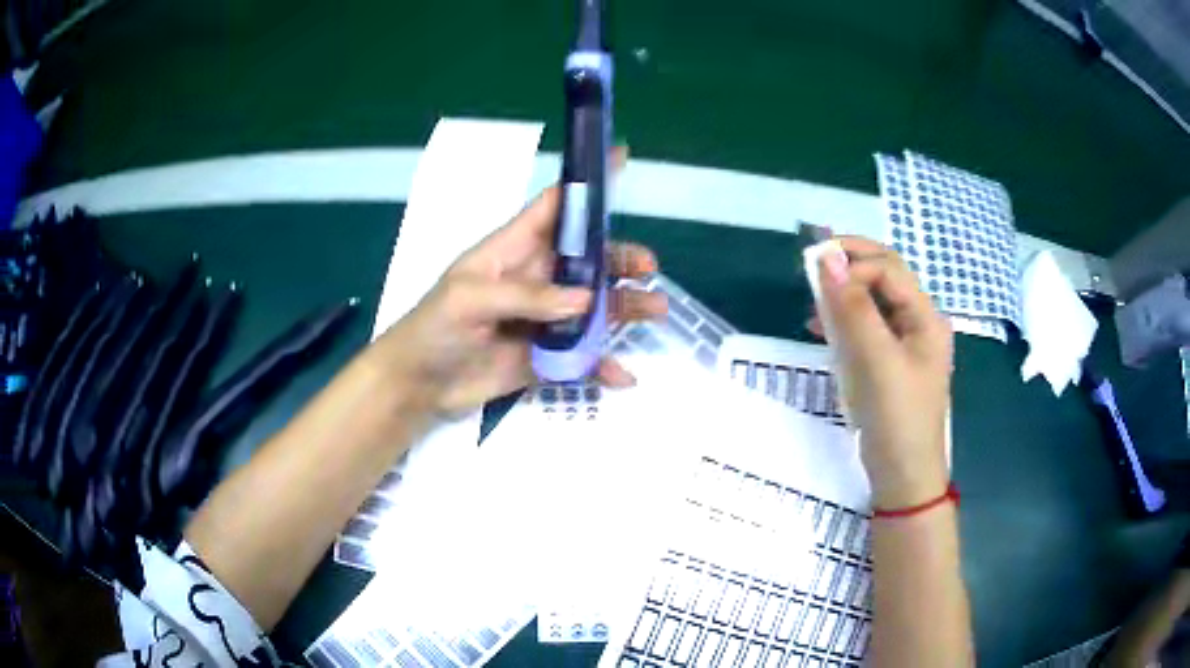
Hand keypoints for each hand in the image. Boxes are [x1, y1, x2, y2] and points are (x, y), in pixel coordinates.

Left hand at [368, 184, 666, 416]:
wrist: (419, 385)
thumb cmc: (433, 328)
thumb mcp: (469, 299)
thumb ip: (526, 295)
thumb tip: (587, 299)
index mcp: (514, 249)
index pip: (555, 206)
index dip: (586, 184)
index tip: (621, 158)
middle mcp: (536, 278)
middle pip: (588, 258)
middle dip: (619, 257)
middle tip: (647, 268)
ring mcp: (545, 318)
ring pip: (595, 305)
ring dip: (626, 306)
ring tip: (655, 309)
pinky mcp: (548, 355)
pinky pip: (584, 356)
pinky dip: (605, 365)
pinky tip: (624, 376)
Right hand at [812, 236, 952, 508]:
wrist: (903, 477)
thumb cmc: (897, 418)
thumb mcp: (876, 361)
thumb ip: (855, 308)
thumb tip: (827, 258)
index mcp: (926, 317)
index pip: (889, 268)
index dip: (853, 264)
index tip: (817, 277)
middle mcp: (919, 323)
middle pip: (885, 278)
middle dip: (849, 267)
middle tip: (810, 267)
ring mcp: (906, 344)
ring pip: (874, 302)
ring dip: (845, 293)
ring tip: (814, 299)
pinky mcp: (891, 364)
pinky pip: (868, 329)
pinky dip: (846, 322)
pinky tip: (824, 331)